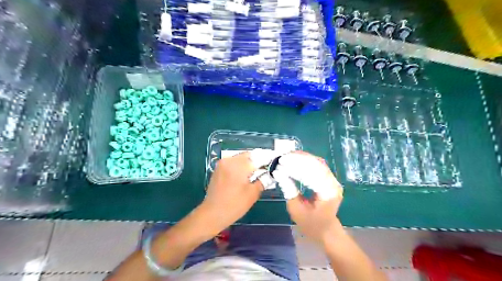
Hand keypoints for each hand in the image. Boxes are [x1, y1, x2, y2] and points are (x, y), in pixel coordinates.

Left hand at [199, 152, 263, 233]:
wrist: (212, 214)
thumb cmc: (234, 205)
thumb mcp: (253, 194)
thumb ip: (263, 180)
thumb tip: (269, 173)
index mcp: (238, 165)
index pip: (257, 157)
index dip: (267, 159)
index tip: (274, 163)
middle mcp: (229, 160)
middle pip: (249, 156)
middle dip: (258, 161)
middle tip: (266, 169)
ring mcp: (222, 163)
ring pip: (241, 158)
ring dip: (249, 163)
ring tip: (257, 173)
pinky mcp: (219, 168)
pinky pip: (233, 163)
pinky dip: (241, 166)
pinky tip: (245, 175)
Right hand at [273, 151, 342, 242]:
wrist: (327, 231)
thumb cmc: (311, 224)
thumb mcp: (296, 209)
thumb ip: (288, 190)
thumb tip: (278, 173)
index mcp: (327, 193)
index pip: (311, 173)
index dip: (295, 166)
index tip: (281, 162)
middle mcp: (333, 183)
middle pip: (316, 164)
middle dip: (298, 159)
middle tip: (283, 156)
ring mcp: (332, 180)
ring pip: (317, 163)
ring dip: (302, 158)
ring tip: (287, 156)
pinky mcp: (328, 179)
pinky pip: (317, 166)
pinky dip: (305, 161)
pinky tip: (295, 159)